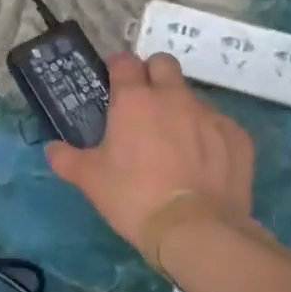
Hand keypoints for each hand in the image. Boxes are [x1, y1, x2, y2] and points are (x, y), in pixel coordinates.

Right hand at [46, 53, 254, 256]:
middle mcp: (173, 97)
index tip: (113, 82)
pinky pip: (219, 125)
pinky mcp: (237, 137)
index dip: (117, 67)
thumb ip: (67, 159)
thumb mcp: (90, 180)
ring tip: (174, 142)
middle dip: (152, 74)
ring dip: (180, 108)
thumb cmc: (134, 197)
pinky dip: (208, 136)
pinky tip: (202, 163)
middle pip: (163, 63)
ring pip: (192, 96)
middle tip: (144, 104)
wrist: (197, 230)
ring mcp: (210, 115)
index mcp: (134, 100)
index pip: (124, 61)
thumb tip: (52, 149)